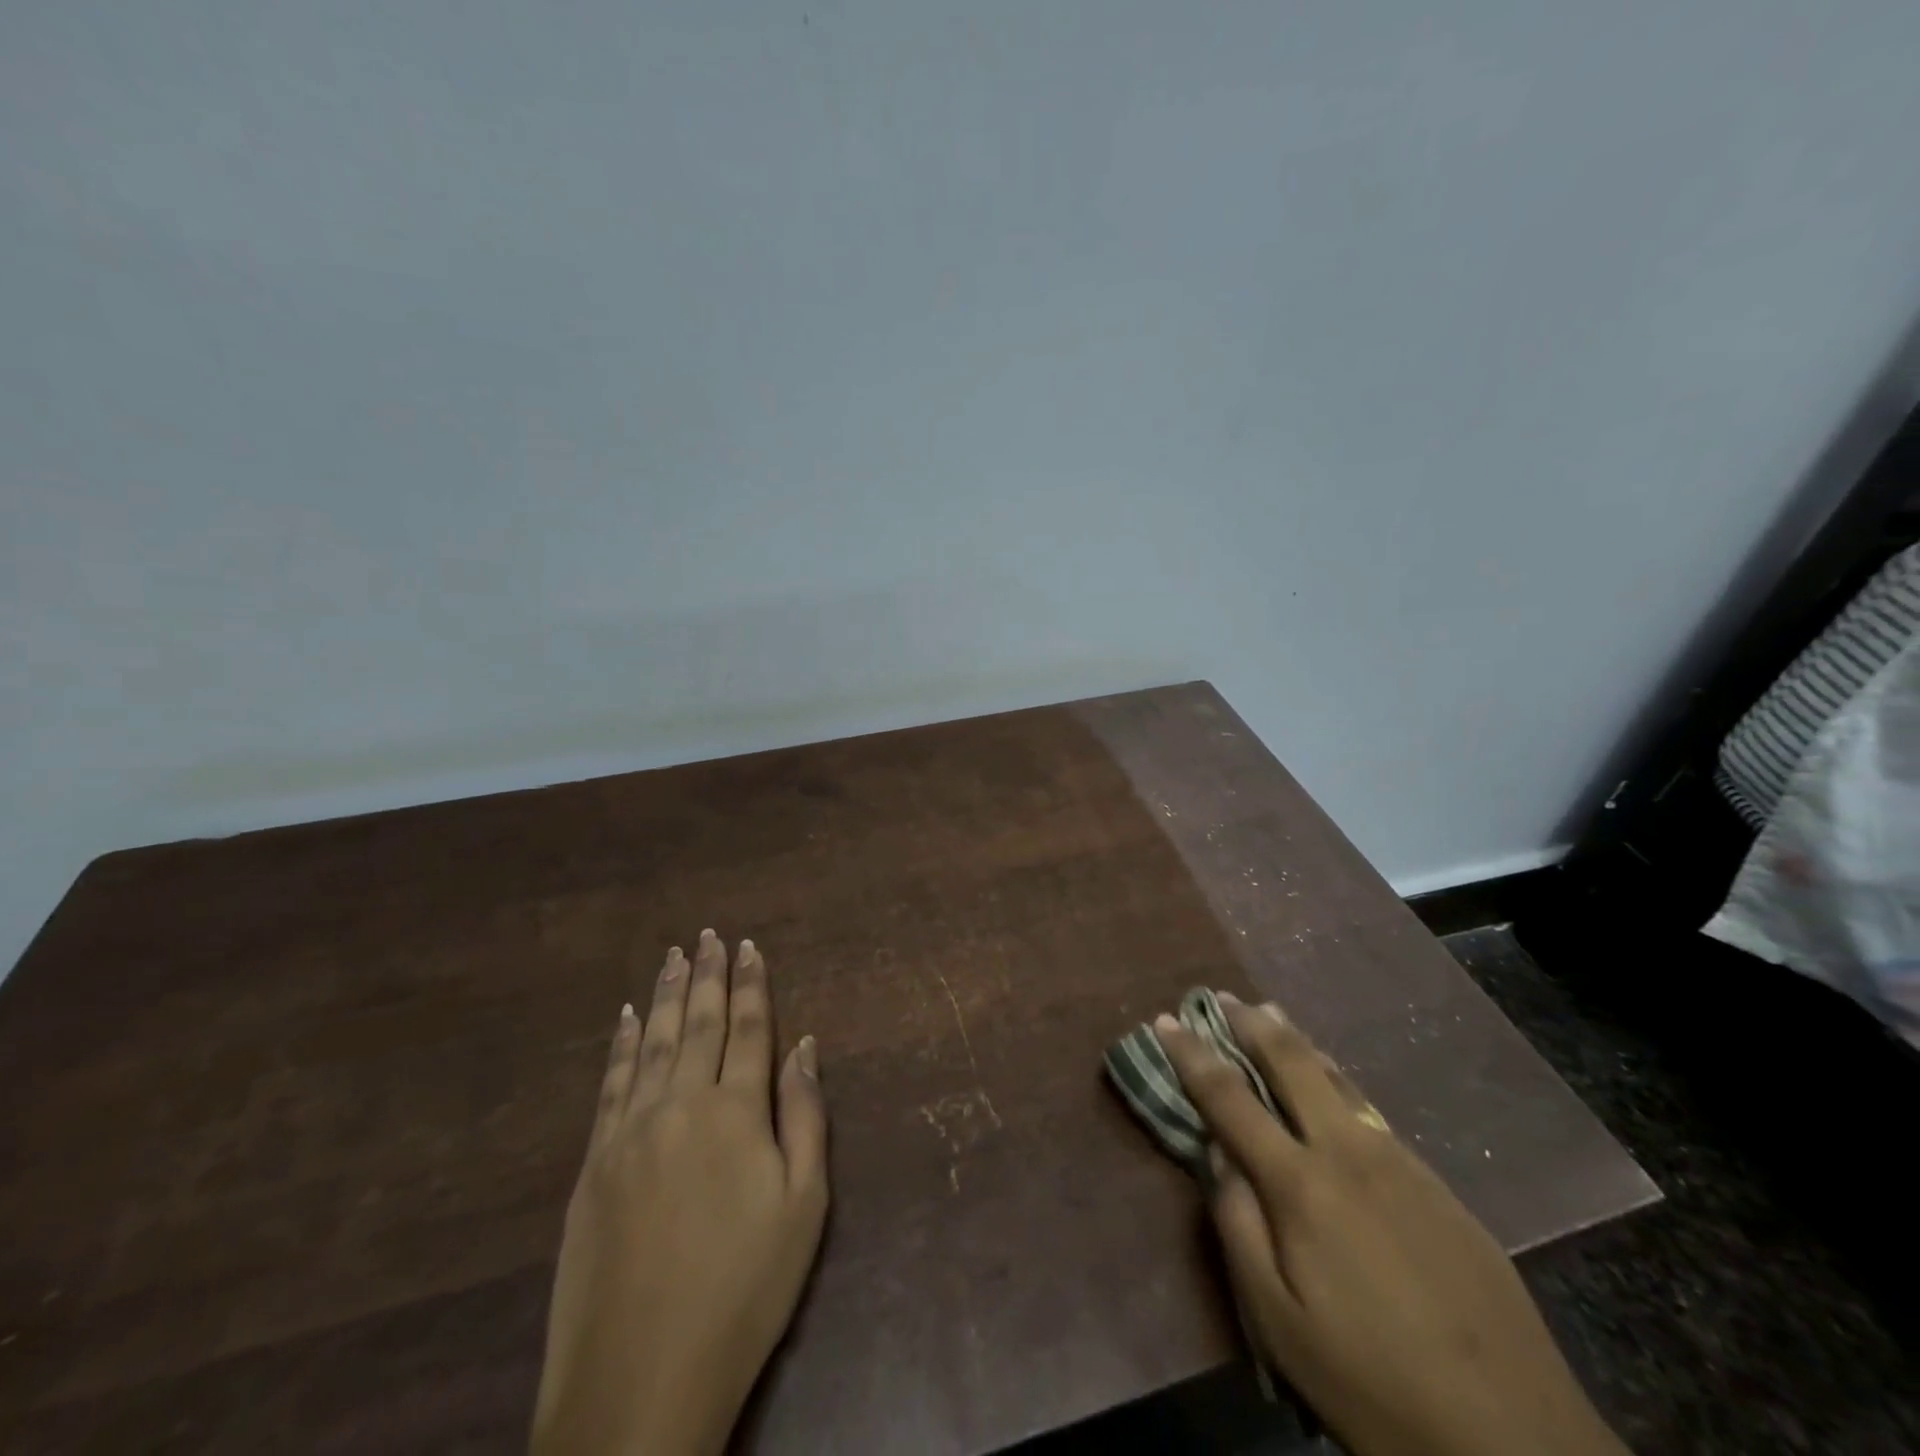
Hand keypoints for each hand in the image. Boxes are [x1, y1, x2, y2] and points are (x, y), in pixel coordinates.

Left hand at [531, 931, 828, 1455]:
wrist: (638, 1380)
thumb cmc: (743, 1291)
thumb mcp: (803, 1206)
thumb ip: (804, 1116)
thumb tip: (805, 1044)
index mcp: (735, 1111)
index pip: (748, 1028)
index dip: (751, 984)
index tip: (749, 946)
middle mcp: (680, 1104)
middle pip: (697, 1023)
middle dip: (707, 975)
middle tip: (708, 935)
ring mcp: (629, 1130)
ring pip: (649, 1042)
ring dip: (663, 995)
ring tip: (672, 956)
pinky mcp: (592, 1162)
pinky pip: (609, 1083)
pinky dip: (619, 1044)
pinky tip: (623, 1017)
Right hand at [1155, 996, 1626, 1455]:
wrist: (1518, 1441)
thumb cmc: (1373, 1386)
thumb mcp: (1279, 1324)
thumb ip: (1237, 1227)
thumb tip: (1218, 1155)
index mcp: (1302, 1184)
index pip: (1229, 1098)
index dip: (1191, 1054)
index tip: (1164, 1020)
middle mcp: (1349, 1153)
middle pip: (1291, 1062)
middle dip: (1250, 1023)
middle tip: (1221, 997)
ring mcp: (1400, 1162)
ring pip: (1337, 1078)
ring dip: (1296, 1041)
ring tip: (1270, 1014)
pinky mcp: (1438, 1184)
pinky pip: (1370, 1110)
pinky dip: (1335, 1079)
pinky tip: (1332, 1083)